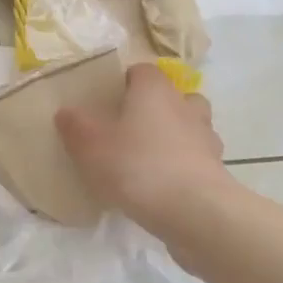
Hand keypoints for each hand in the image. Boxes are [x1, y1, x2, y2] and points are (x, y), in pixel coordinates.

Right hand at [56, 63, 237, 237]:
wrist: (194, 211)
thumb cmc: (137, 165)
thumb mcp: (90, 145)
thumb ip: (75, 125)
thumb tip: (66, 112)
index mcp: (154, 90)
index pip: (142, 70)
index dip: (125, 81)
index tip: (108, 100)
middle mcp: (184, 106)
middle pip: (172, 96)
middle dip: (155, 107)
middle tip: (130, 127)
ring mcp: (206, 138)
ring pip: (190, 126)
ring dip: (173, 136)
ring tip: (148, 158)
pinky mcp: (216, 170)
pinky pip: (196, 158)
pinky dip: (182, 165)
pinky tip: (162, 185)